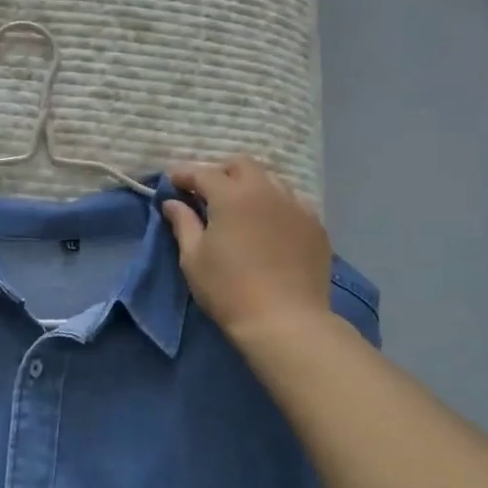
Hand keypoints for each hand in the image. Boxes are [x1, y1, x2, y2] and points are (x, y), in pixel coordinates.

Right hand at [163, 157, 330, 343]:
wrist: (286, 322)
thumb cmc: (229, 290)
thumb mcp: (194, 259)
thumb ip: (183, 224)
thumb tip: (173, 203)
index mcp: (232, 196)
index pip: (203, 173)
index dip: (184, 174)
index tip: (172, 181)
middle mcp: (266, 191)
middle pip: (242, 165)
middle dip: (221, 172)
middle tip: (207, 192)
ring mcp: (296, 206)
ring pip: (271, 180)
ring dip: (250, 185)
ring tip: (240, 207)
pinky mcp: (315, 226)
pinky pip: (292, 202)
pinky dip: (275, 204)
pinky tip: (269, 225)